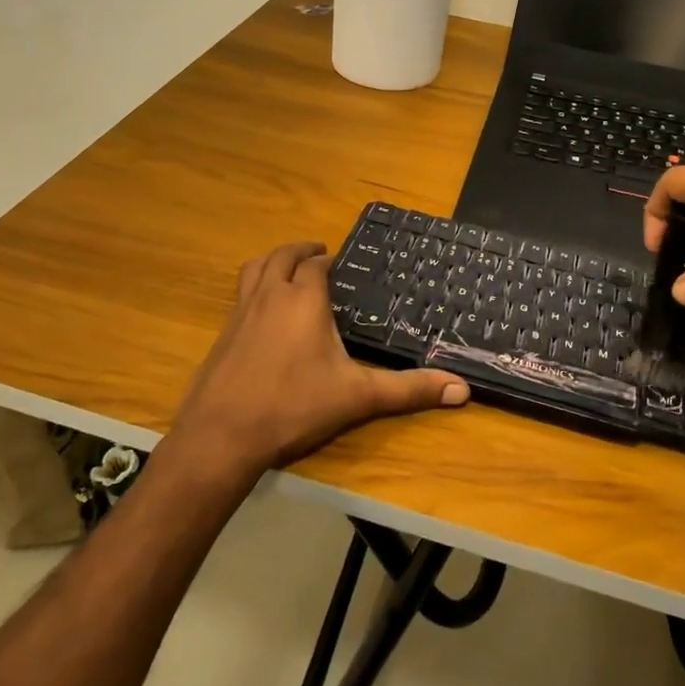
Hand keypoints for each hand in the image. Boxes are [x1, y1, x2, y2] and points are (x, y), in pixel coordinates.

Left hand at [167, 241, 468, 483]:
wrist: (222, 434)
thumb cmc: (294, 406)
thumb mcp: (357, 397)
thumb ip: (408, 390)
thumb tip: (462, 389)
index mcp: (304, 299)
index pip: (317, 265)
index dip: (330, 261)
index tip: (344, 265)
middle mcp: (270, 295)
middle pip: (283, 257)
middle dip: (301, 251)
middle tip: (319, 255)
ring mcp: (241, 312)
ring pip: (255, 269)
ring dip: (273, 262)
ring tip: (288, 269)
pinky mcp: (223, 333)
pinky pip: (240, 294)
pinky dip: (254, 287)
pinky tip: (264, 313)